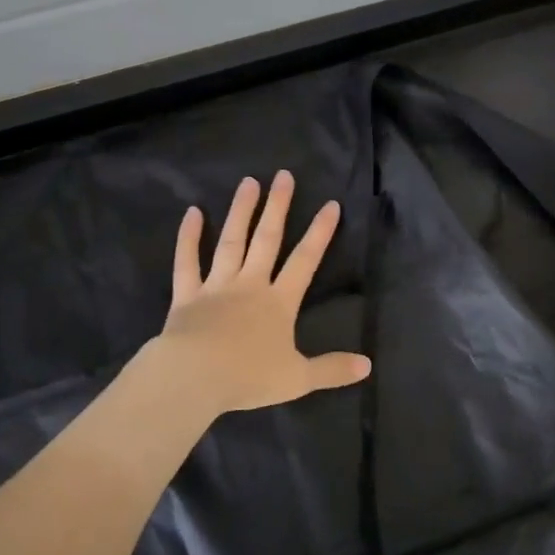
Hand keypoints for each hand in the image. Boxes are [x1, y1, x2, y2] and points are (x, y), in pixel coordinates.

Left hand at [144, 170, 371, 415]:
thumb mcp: (298, 379)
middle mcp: (250, 285)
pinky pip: (187, 262)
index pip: (305, 261)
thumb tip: (368, 366)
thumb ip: (332, 369)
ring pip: (230, 242)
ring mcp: (216, 286)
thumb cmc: (248, 377)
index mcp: (278, 302)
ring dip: (240, 211)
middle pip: (267, 239)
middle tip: (283, 176)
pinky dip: (188, 237)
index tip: (331, 204)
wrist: (195, 378)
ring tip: (248, 182)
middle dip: (278, 207)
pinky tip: (192, 212)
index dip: (320, 233)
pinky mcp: (186, 295)